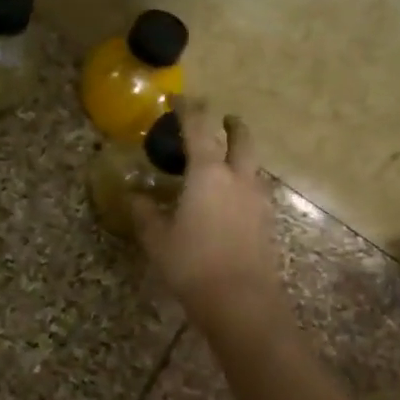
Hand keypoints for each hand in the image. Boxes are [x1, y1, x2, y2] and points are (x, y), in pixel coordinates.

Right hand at [133, 102, 286, 332]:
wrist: (240, 301)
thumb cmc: (192, 264)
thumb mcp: (158, 240)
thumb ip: (145, 214)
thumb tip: (133, 197)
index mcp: (208, 174)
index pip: (199, 129)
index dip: (189, 110)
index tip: (180, 99)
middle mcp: (237, 178)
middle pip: (242, 140)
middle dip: (232, 125)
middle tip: (223, 119)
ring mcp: (257, 200)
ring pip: (253, 165)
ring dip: (241, 155)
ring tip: (225, 161)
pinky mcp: (266, 223)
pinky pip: (256, 190)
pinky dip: (244, 183)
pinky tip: (232, 199)